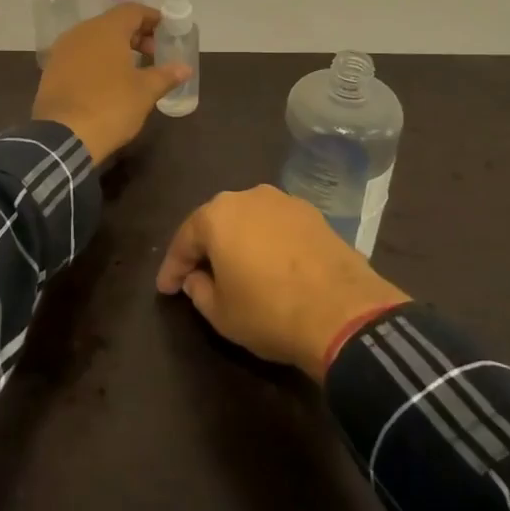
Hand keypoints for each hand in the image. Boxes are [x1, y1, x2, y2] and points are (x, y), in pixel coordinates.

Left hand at [33, 4, 190, 165]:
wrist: (63, 136)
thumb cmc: (111, 106)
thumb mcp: (145, 92)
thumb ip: (166, 75)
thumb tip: (185, 68)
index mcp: (106, 30)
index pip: (132, 11)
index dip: (151, 18)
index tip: (166, 32)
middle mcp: (81, 32)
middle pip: (112, 23)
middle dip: (135, 35)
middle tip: (153, 53)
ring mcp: (62, 51)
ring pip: (94, 39)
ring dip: (115, 48)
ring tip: (132, 69)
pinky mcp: (51, 71)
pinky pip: (79, 56)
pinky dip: (96, 61)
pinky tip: (107, 82)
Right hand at [156, 185, 409, 379]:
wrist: (343, 312)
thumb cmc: (269, 312)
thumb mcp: (220, 314)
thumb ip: (199, 290)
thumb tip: (196, 279)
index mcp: (217, 215)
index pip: (184, 239)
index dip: (172, 267)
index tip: (166, 289)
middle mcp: (248, 196)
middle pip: (217, 222)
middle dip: (205, 249)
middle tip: (196, 276)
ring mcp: (285, 201)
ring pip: (250, 221)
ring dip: (239, 242)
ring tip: (236, 270)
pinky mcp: (314, 214)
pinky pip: (277, 227)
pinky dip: (268, 243)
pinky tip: (270, 266)